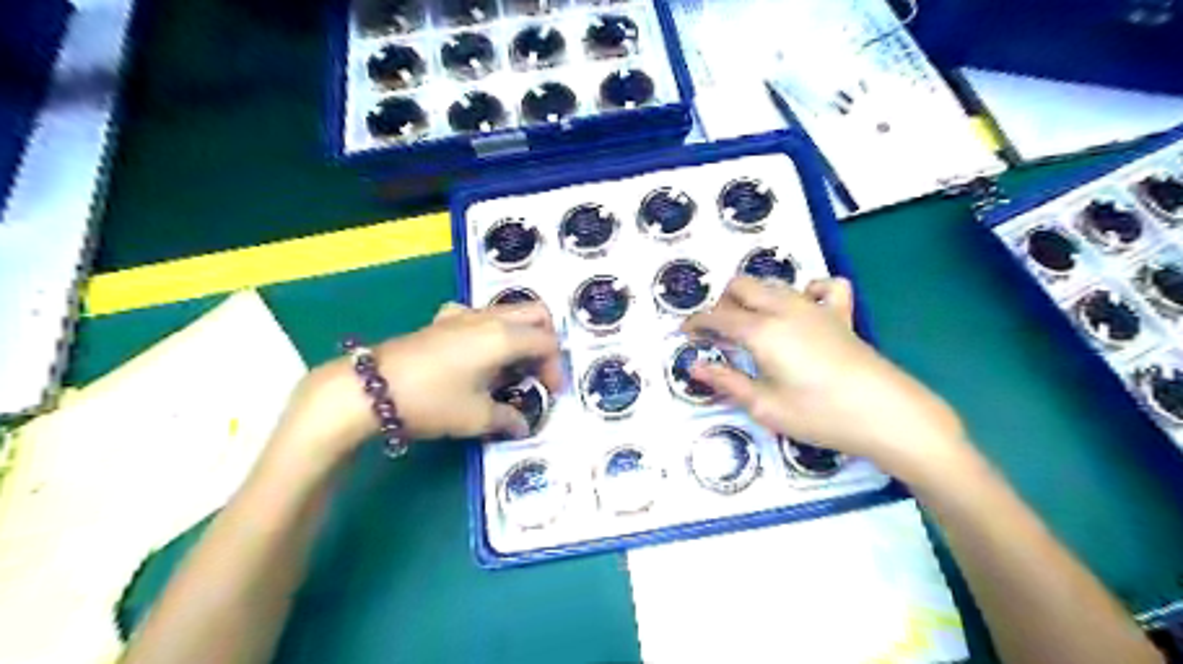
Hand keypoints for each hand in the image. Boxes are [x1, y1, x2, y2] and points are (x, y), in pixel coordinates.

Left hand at [267, 300, 562, 471]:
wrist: (371, 388)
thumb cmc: (432, 401)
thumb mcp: (476, 417)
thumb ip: (507, 418)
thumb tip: (523, 425)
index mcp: (504, 337)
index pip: (547, 343)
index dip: (555, 368)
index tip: (550, 394)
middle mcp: (489, 318)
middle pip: (535, 314)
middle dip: (545, 340)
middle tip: (539, 371)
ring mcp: (464, 315)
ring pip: (508, 312)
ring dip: (520, 335)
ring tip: (511, 368)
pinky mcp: (443, 320)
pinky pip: (479, 315)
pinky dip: (491, 329)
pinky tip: (478, 351)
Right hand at [685, 274, 968, 480]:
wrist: (887, 414)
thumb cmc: (819, 415)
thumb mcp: (765, 406)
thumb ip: (726, 382)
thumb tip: (693, 367)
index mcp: (762, 330)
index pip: (717, 316)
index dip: (696, 323)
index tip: (685, 334)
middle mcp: (785, 308)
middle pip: (741, 286)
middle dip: (722, 304)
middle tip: (719, 334)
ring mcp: (815, 307)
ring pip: (773, 283)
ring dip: (753, 297)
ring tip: (751, 327)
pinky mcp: (841, 314)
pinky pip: (822, 287)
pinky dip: (806, 291)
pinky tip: (803, 310)